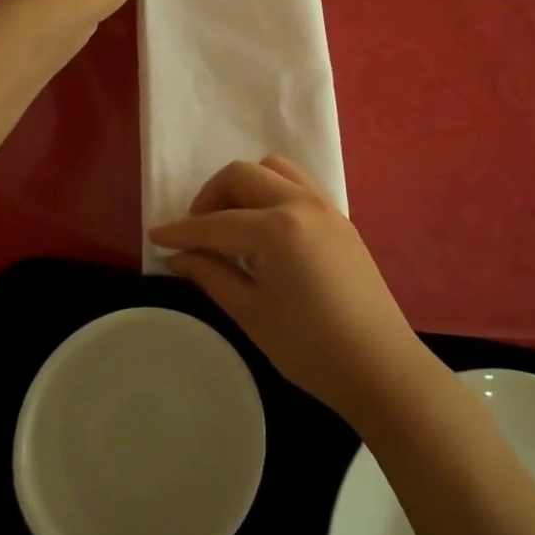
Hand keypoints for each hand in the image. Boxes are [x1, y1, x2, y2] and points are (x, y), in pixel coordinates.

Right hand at [149, 156, 429, 423]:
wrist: (380, 365)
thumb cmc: (310, 347)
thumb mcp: (251, 312)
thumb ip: (211, 275)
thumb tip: (178, 256)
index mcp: (276, 227)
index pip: (216, 222)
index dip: (181, 230)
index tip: (155, 236)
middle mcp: (301, 203)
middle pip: (243, 175)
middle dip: (211, 197)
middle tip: (197, 232)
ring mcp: (325, 206)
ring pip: (274, 169)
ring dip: (244, 186)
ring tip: (231, 224)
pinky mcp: (339, 217)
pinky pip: (298, 183)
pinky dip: (272, 190)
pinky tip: (264, 227)